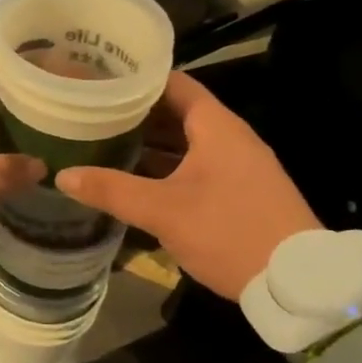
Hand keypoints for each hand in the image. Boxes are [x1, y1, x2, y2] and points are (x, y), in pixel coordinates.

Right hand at [55, 71, 317, 300]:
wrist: (299, 283)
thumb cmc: (230, 231)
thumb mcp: (164, 211)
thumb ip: (112, 190)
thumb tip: (62, 175)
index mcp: (216, 126)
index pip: (173, 83)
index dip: (136, 78)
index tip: (98, 79)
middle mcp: (229, 137)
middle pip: (176, 112)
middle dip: (134, 113)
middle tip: (91, 112)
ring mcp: (237, 165)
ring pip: (185, 142)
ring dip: (149, 142)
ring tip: (103, 141)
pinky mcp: (239, 191)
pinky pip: (195, 165)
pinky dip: (165, 166)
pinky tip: (135, 179)